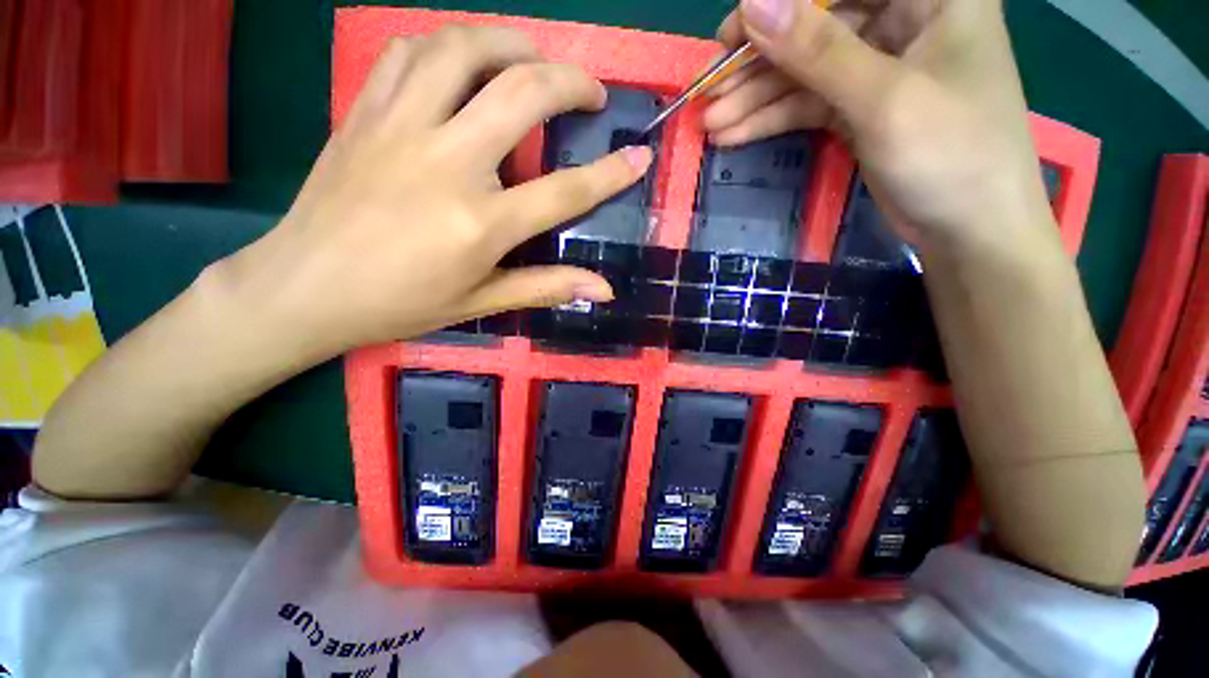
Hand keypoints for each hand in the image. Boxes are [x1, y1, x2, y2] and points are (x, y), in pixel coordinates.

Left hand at [214, 25, 652, 359]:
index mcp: (481, 223)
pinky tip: (464, 60)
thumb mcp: (481, 302)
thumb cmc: (400, 302)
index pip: (566, 191)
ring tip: (534, 60)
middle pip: (522, 94)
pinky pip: (409, 52)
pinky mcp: (365, 112)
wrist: (305, 287)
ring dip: (511, 44)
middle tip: (591, 92)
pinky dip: (447, 45)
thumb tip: (604, 290)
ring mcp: (401, 128)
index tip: (639, 154)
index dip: (611, 172)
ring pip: (463, 50)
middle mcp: (448, 162)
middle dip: (570, 82)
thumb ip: (547, 287)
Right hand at [705, 0, 1054, 257]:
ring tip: (711, 122)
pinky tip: (733, 134)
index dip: (781, 5)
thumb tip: (752, 4)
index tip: (729, 35)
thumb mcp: (883, 99)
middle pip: (815, 26)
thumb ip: (817, 51)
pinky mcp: (859, 107)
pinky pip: (806, 104)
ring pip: (804, 70)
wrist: (968, 229)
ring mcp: (878, 67)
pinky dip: (771, 119)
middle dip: (759, 61)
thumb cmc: (951, 155)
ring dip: (755, 98)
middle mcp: (904, 20)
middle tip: (709, 89)